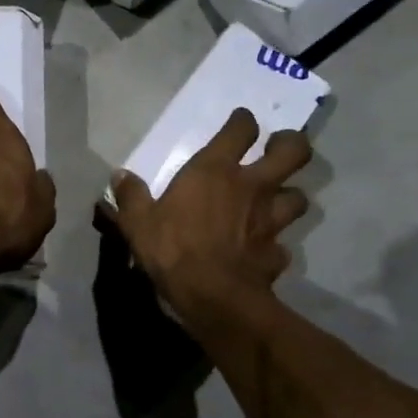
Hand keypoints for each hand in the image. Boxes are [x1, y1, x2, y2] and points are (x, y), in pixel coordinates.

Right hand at [108, 109, 311, 318]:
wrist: (212, 296)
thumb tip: (119, 175)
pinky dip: (276, 245)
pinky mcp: (277, 253)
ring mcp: (270, 220)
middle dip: (291, 144)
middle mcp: (252, 187)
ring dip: (289, 197)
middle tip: (278, 149)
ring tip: (277, 201)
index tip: (240, 121)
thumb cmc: (173, 249)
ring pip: (299, 197)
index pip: (241, 129)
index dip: (243, 121)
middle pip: (293, 152)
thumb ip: (131, 196)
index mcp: (215, 171)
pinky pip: (283, 244)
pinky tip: (264, 250)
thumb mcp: (138, 222)